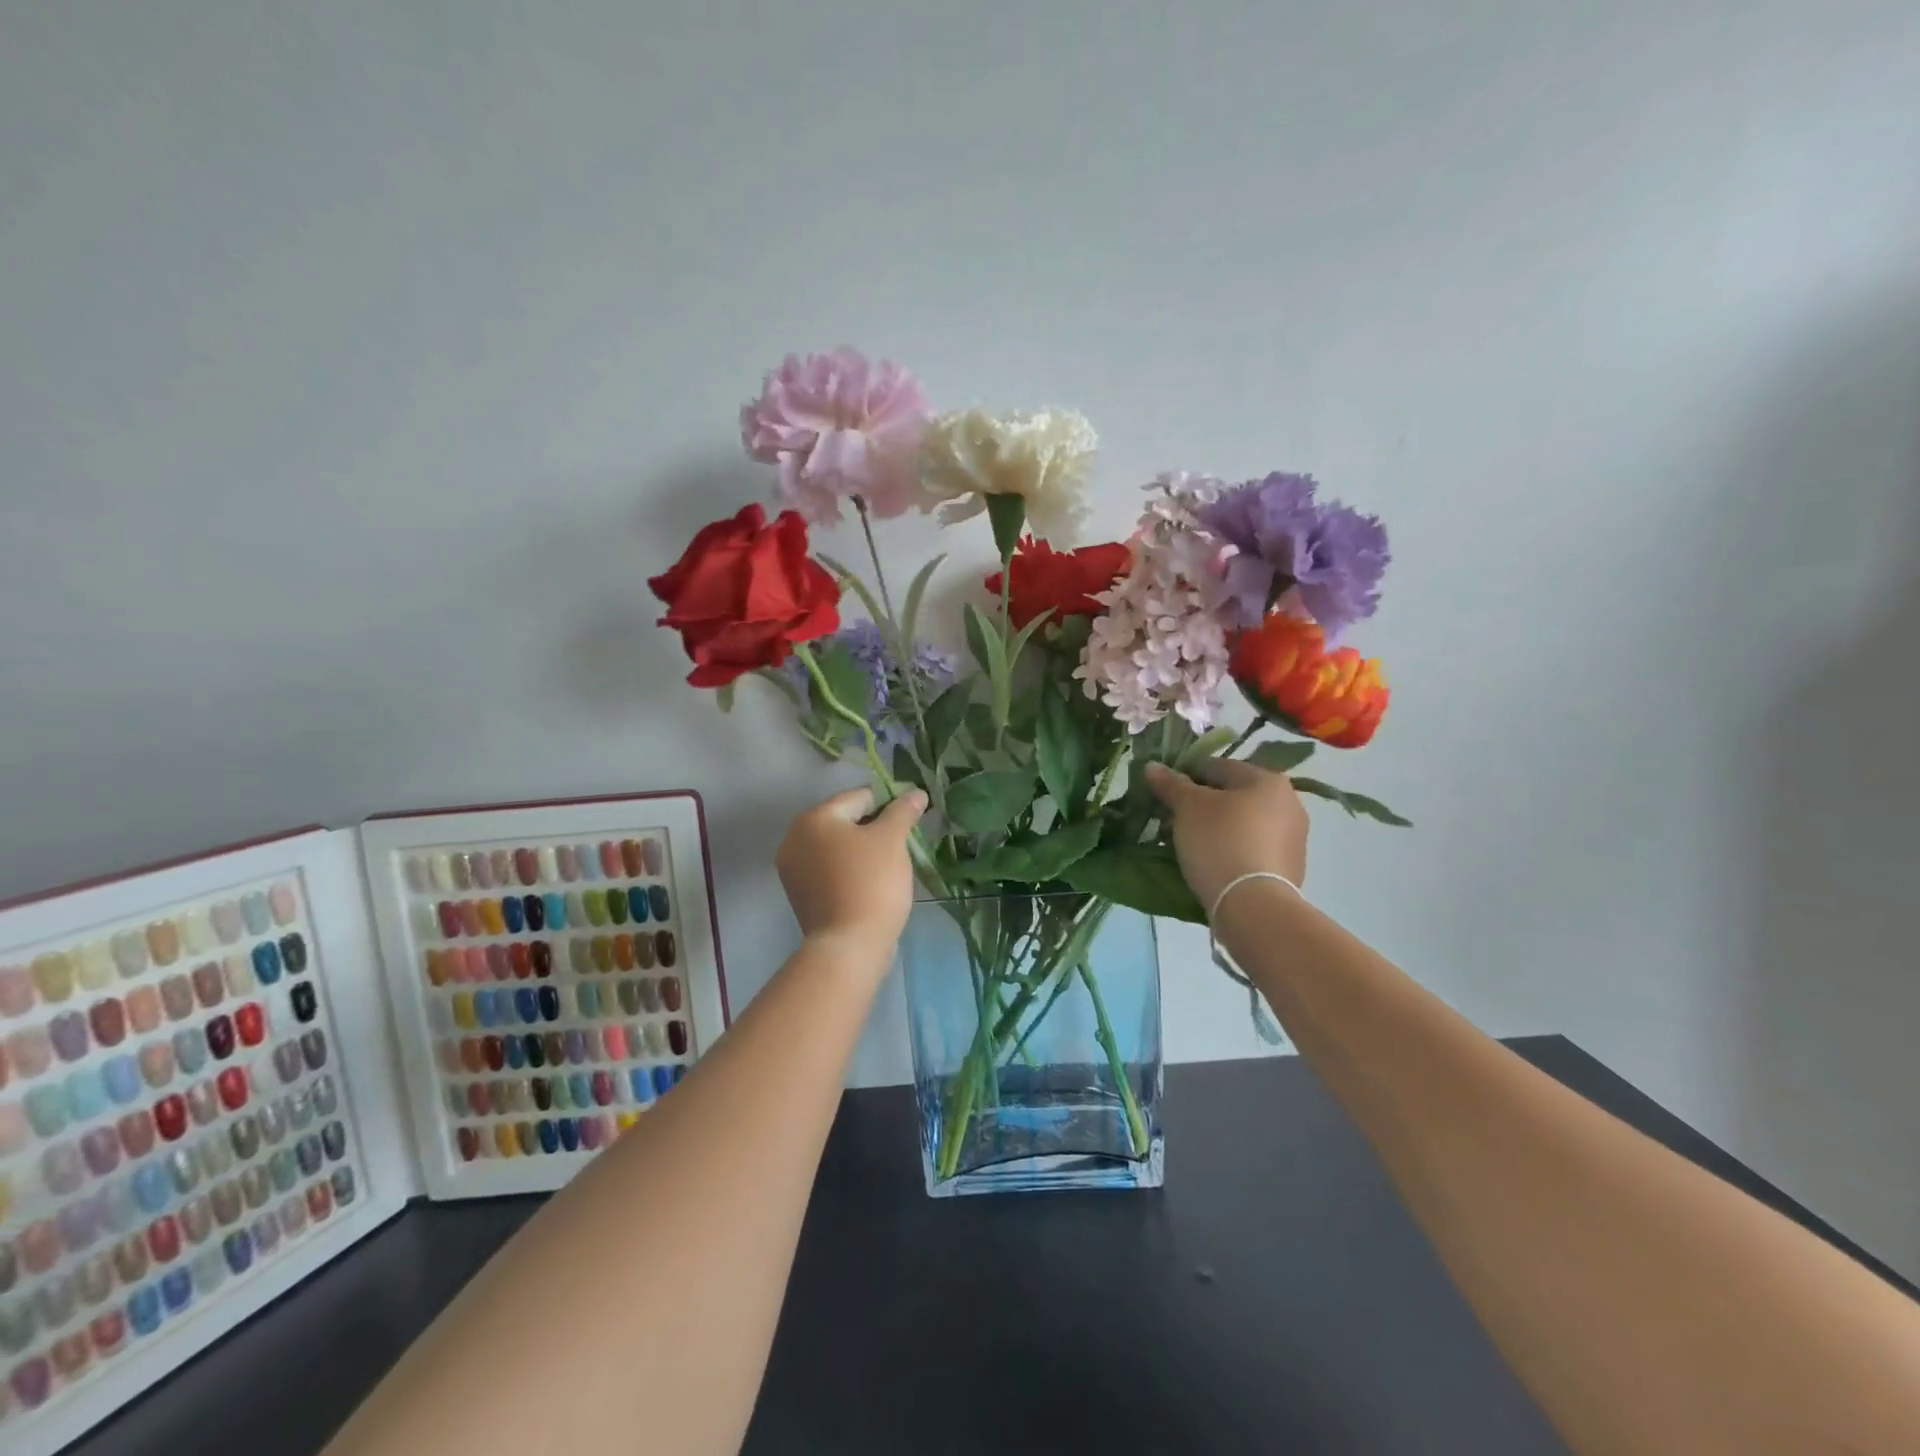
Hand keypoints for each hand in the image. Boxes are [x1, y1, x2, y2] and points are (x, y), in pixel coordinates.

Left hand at [776, 786, 927, 959]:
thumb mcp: (892, 840)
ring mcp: (794, 869)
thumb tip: (916, 792)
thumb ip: (903, 811)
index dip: (890, 801)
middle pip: (845, 820)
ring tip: (892, 861)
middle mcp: (795, 839)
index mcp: (814, 818)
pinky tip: (873, 881)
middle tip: (904, 840)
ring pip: (837, 846)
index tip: (913, 814)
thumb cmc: (871, 883)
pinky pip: (831, 870)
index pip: (859, 796)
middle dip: (875, 826)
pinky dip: (851, 869)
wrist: (849, 946)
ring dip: (863, 848)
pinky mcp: (801, 895)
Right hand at [1145, 758, 1307, 911]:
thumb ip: (1171, 784)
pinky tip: (1211, 863)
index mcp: (1267, 780)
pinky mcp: (1290, 868)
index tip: (1163, 795)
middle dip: (1199, 806)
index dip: (1184, 776)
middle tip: (1171, 822)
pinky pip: (1252, 847)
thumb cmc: (1220, 843)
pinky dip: (1231, 849)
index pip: (1216, 767)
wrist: (1253, 906)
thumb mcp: (1188, 808)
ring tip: (1187, 845)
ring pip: (1242, 823)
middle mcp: (1289, 803)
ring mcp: (1293, 837)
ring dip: (1214, 828)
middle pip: (1231, 795)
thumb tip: (1152, 766)